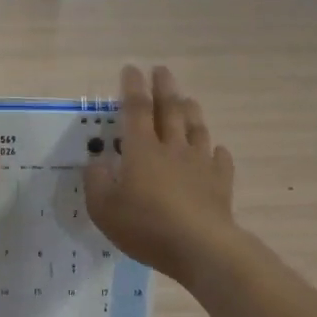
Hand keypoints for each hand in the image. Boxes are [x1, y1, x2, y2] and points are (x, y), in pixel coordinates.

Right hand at [84, 65, 237, 282]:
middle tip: (162, 70)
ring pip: (196, 128)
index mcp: (141, 150)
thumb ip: (96, 182)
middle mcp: (172, 148)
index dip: (132, 88)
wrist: (200, 247)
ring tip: (188, 100)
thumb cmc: (145, 227)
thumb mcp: (104, 209)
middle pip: (170, 110)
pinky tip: (216, 150)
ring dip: (191, 111)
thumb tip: (96, 162)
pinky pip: (220, 159)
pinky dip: (216, 150)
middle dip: (164, 87)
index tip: (131, 69)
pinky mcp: (220, 182)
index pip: (136, 109)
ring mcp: (200, 163)